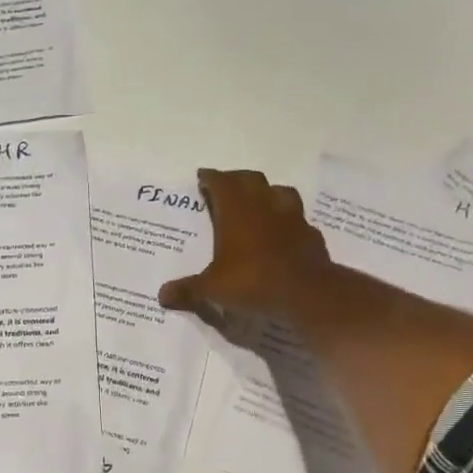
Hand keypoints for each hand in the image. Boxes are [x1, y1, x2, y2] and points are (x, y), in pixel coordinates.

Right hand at [158, 168, 334, 327]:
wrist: (307, 293)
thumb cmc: (253, 281)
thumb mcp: (213, 289)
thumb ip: (188, 289)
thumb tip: (162, 295)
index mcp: (236, 212)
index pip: (221, 182)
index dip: (211, 177)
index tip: (203, 176)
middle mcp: (264, 206)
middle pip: (251, 179)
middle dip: (236, 179)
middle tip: (226, 186)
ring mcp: (292, 218)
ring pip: (279, 191)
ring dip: (267, 193)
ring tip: (258, 202)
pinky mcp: (310, 234)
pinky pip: (297, 219)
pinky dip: (287, 221)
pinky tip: (283, 232)